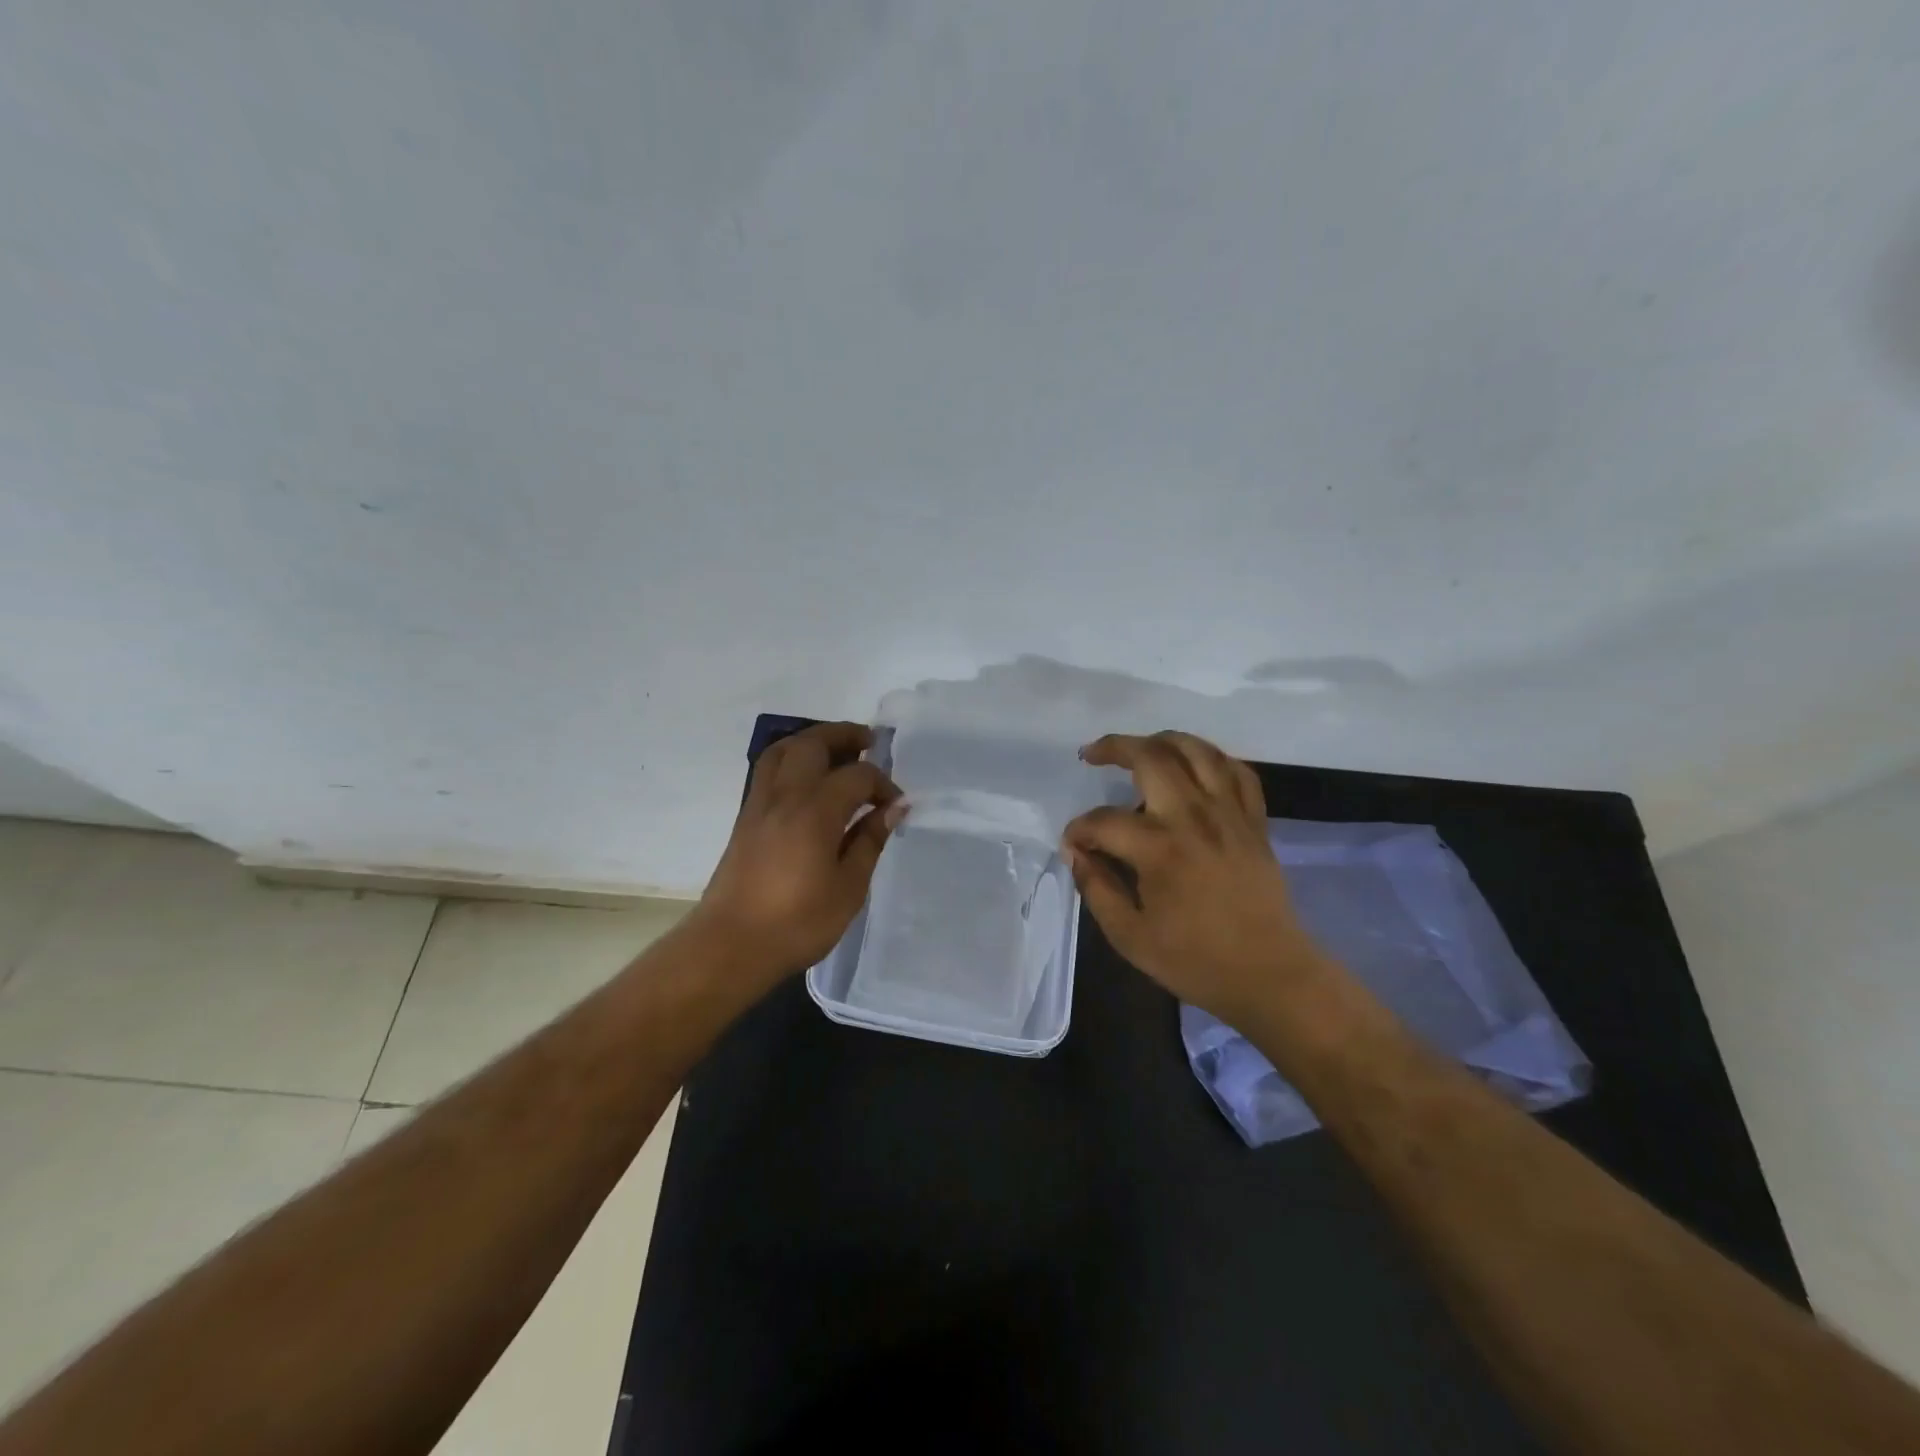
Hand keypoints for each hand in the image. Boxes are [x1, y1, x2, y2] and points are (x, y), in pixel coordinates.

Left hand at [695, 722, 902, 982]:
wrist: (730, 946)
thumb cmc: (797, 923)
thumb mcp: (848, 888)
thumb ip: (869, 842)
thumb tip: (893, 809)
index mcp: (815, 811)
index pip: (856, 776)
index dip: (882, 784)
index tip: (896, 806)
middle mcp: (785, 796)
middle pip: (812, 744)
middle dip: (843, 736)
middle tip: (868, 742)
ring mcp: (759, 804)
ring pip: (783, 750)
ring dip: (812, 741)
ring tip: (836, 751)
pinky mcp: (745, 818)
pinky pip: (769, 770)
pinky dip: (792, 759)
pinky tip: (808, 780)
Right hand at [1062, 731, 1323, 1024]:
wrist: (1270, 975)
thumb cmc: (1196, 961)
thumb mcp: (1129, 936)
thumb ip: (1097, 888)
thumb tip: (1076, 852)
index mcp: (1159, 849)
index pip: (1104, 821)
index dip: (1079, 829)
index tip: (1073, 844)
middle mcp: (1194, 818)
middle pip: (1151, 757)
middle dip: (1113, 747)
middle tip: (1092, 755)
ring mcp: (1229, 814)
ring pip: (1197, 751)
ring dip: (1162, 739)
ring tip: (1141, 747)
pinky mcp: (1254, 821)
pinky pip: (1237, 771)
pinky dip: (1213, 759)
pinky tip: (1195, 766)